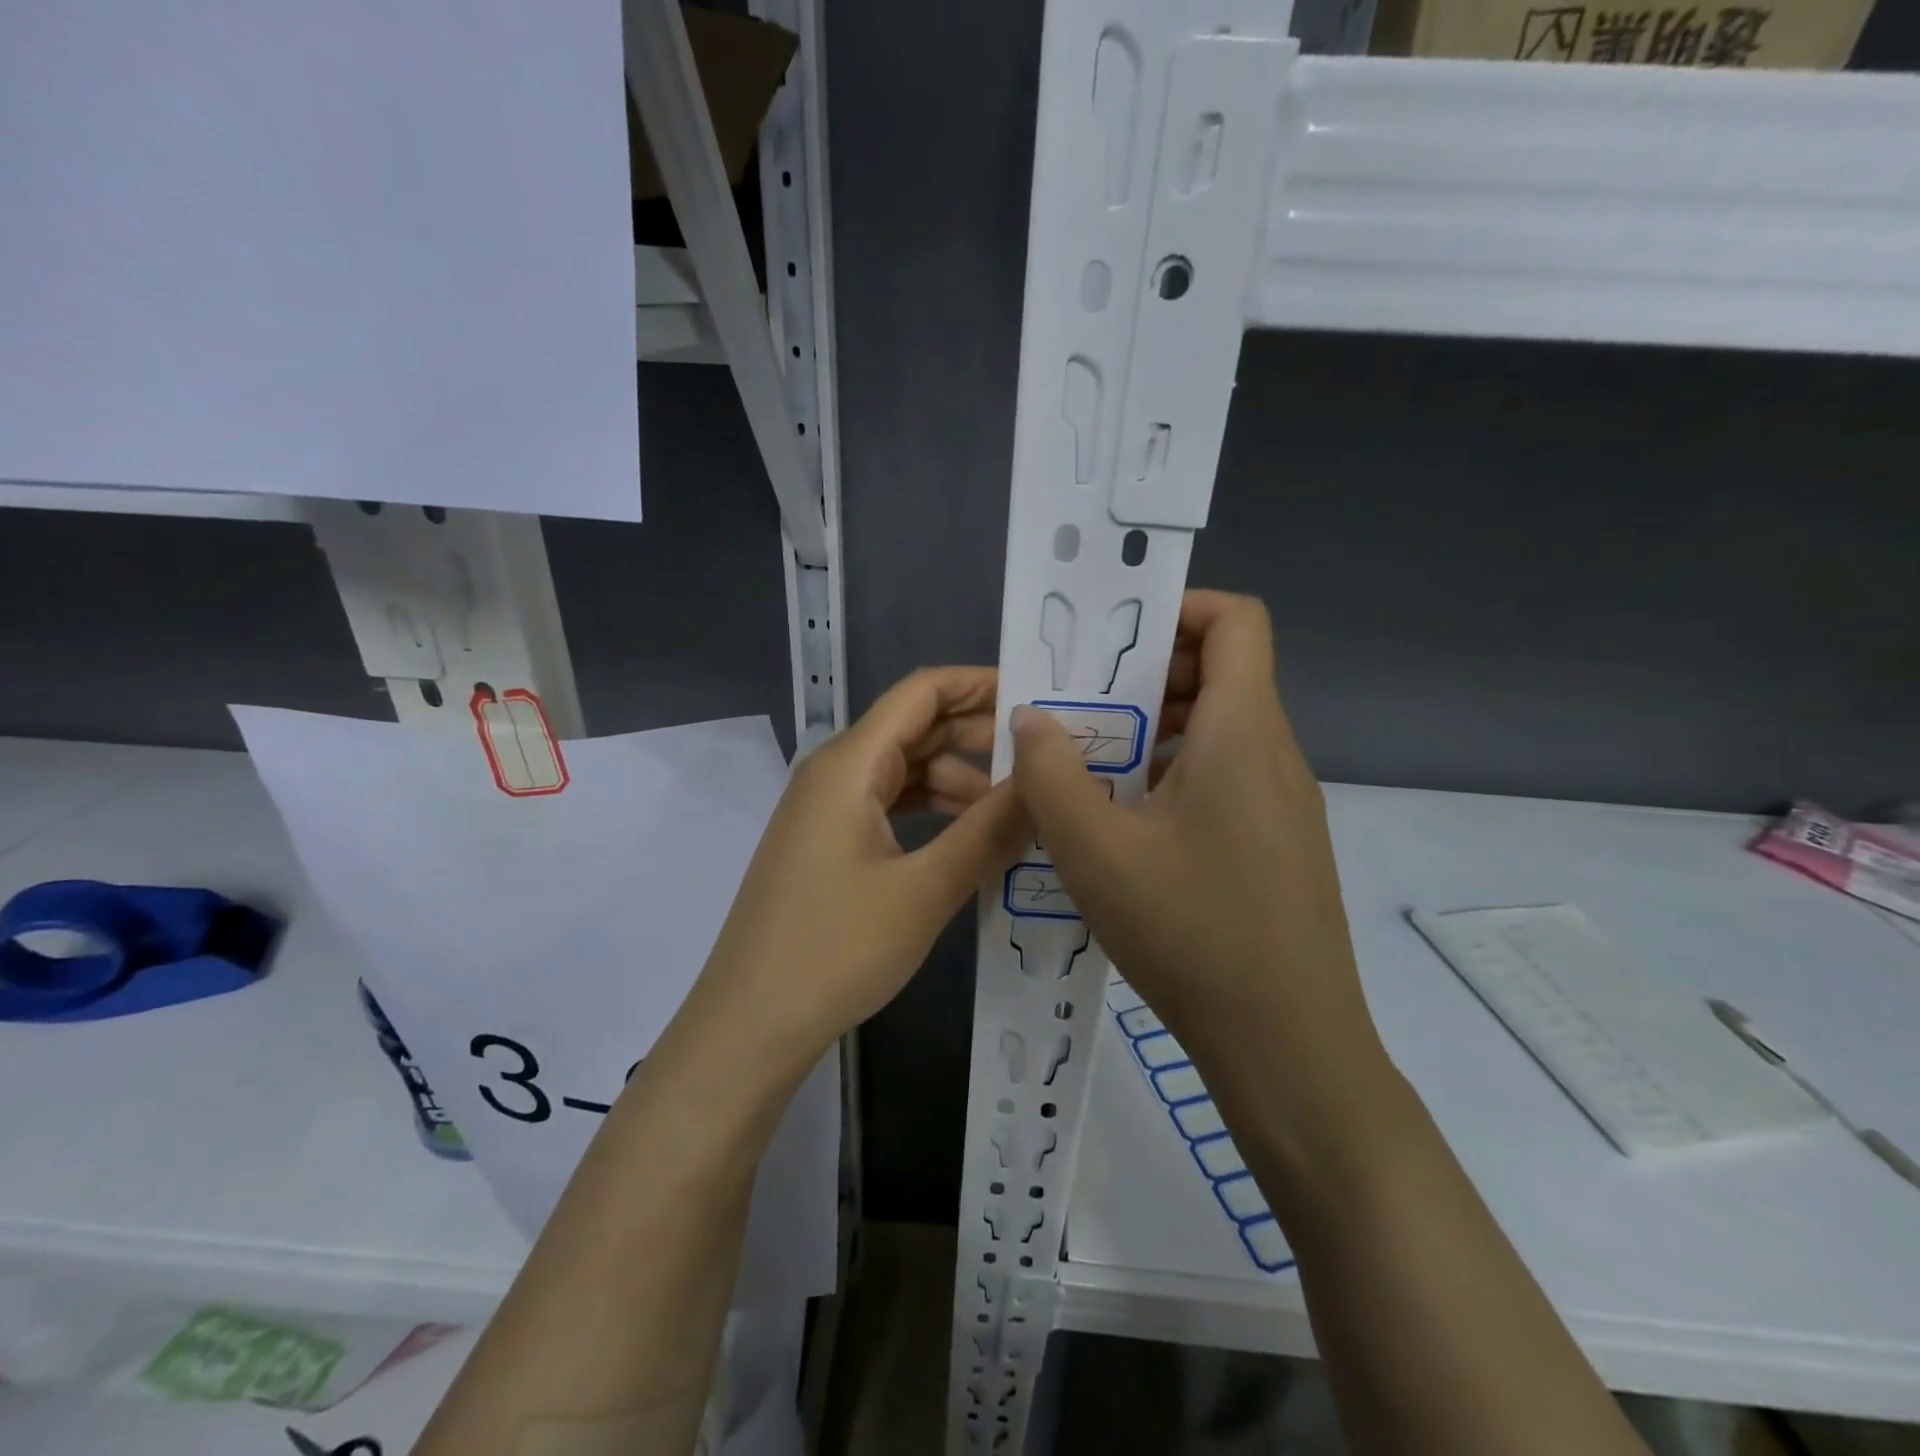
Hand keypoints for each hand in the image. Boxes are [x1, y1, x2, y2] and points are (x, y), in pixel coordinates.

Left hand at [686, 667, 1027, 1081]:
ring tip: (1017, 809)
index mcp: (850, 763)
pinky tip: (970, 837)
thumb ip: (988, 830)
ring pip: (904, 771)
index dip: (978, 684)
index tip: (1036, 698)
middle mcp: (835, 772)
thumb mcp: (925, 889)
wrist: (750, 1024)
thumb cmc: (836, 949)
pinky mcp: (827, 844)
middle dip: (978, 736)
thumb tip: (1042, 784)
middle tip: (1043, 759)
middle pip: (915, 728)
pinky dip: (932, 812)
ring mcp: (826, 810)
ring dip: (959, 780)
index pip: (921, 692)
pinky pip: (888, 806)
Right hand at [1009, 591, 1391, 1134]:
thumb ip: (1051, 773)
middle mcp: (1275, 754)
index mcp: (1243, 732)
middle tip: (1080, 704)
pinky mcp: (1280, 845)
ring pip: (1221, 730)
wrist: (1288, 1046)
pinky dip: (1176, 774)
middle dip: (1148, 674)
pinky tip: (1126, 825)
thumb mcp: (1095, 849)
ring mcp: (1284, 804)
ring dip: (1157, 729)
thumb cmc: (1191, 932)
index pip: (1236, 620)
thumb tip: (1031, 717)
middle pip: (1223, 672)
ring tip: (1091, 763)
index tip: (1112, 641)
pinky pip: (1227, 778)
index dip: (1178, 608)